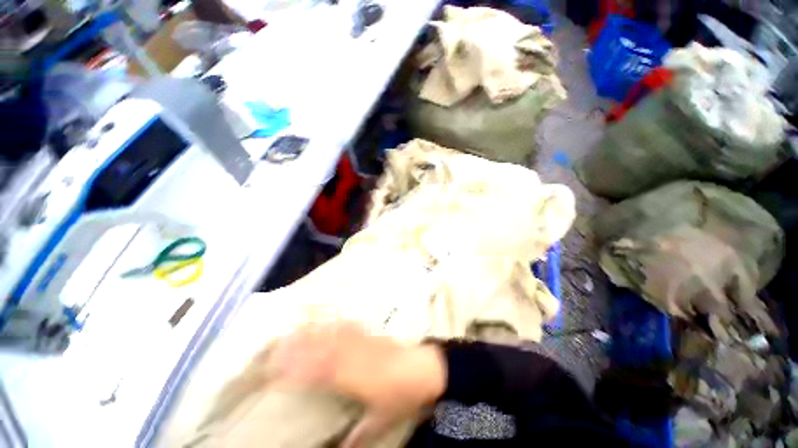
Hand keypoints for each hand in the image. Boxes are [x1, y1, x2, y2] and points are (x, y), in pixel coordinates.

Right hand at [270, 322, 446, 447]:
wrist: (422, 369)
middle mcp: (353, 357)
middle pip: (322, 348)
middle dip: (300, 345)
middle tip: (279, 343)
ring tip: (298, 328)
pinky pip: (351, 327)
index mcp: (352, 378)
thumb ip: (358, 435)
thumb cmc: (400, 396)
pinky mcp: (371, 335)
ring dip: (315, 331)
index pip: (318, 372)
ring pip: (334, 335)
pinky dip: (337, 324)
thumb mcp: (379, 419)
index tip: (277, 369)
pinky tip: (330, 320)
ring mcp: (363, 342)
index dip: (297, 369)